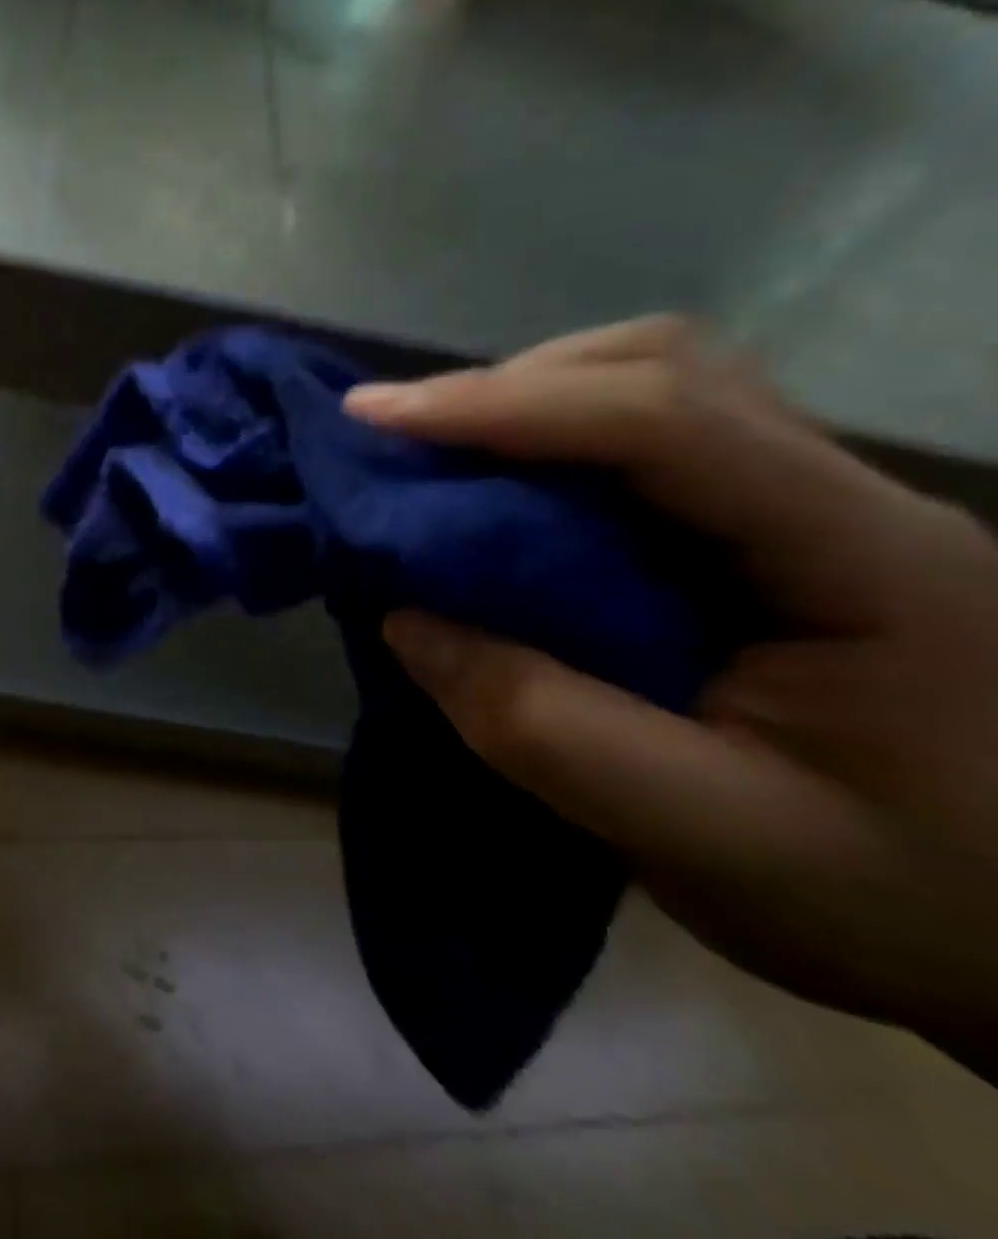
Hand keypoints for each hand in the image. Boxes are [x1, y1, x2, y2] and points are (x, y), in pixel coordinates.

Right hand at [344, 317, 997, 1073]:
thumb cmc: (896, 901)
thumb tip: (404, 616)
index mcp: (860, 556)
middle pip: (663, 369)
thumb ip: (538, 726)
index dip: (504, 404)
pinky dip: (547, 448)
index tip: (375, 419)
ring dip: (526, 407)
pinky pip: (644, 447)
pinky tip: (500, 495)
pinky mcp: (766, 533)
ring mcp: (807, 506)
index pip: (665, 420)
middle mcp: (840, 495)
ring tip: (434, 456)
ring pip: (653, 391)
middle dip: (508, 388)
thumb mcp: (703, 838)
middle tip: (398, 436)